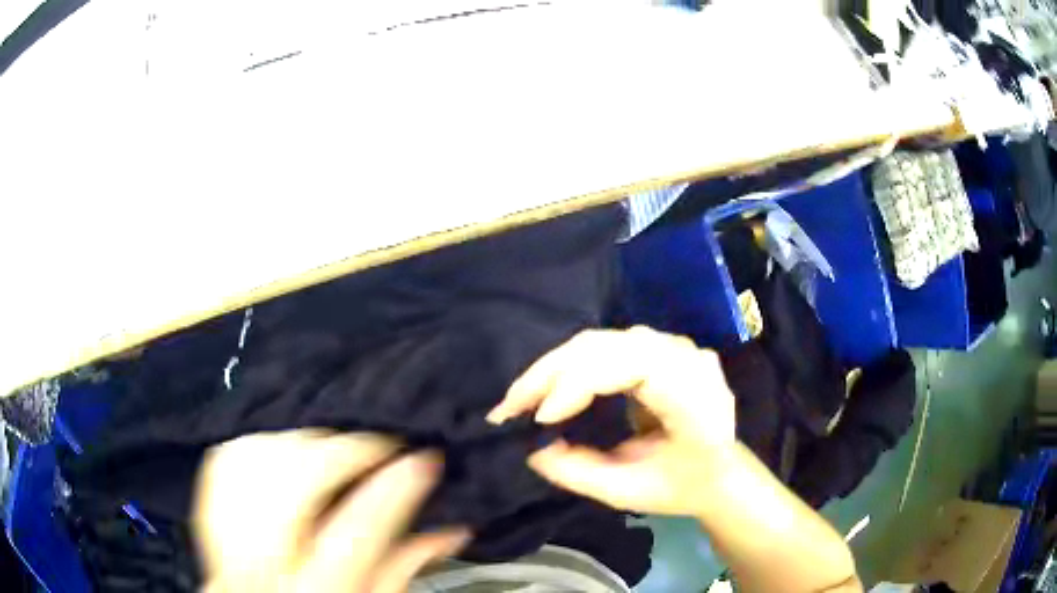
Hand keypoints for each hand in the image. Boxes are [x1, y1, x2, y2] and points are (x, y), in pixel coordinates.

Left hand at [192, 430, 468, 592]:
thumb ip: (404, 569)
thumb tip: (451, 527)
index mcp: (316, 592)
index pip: (357, 530)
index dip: (394, 487)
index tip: (423, 458)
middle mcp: (263, 563)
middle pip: (296, 482)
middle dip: (344, 450)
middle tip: (380, 445)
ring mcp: (224, 535)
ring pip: (256, 459)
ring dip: (302, 443)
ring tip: (335, 450)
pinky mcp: (205, 518)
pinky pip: (224, 461)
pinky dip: (258, 445)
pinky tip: (284, 452)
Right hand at [487, 326, 736, 516]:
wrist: (720, 471)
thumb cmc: (683, 486)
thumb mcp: (630, 492)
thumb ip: (580, 473)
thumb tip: (532, 450)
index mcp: (695, 396)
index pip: (634, 366)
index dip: (581, 383)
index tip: (541, 419)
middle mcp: (686, 358)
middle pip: (608, 346)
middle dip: (551, 374)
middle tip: (509, 407)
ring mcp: (673, 348)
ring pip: (601, 341)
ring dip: (555, 367)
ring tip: (521, 398)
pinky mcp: (657, 349)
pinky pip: (605, 346)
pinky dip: (570, 365)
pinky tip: (549, 385)